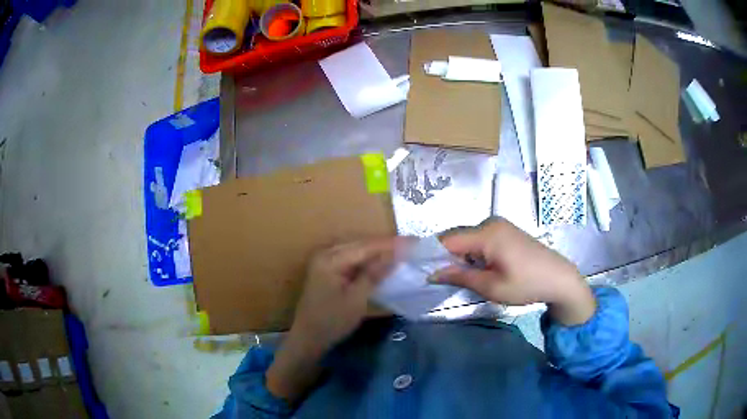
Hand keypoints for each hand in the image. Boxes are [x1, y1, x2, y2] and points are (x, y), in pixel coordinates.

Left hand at [266, 237, 406, 402]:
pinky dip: (367, 260)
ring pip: (356, 251)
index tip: (415, 242)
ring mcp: (324, 262)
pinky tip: (381, 262)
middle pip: (360, 245)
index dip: (391, 244)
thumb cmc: (332, 321)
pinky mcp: (326, 271)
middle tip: (411, 245)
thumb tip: (394, 254)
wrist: (308, 338)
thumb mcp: (356, 299)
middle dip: (386, 245)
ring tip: (401, 250)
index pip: (366, 247)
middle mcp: (325, 254)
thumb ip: (374, 274)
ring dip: (377, 251)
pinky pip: (351, 259)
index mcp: (330, 259)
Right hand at [434, 218, 594, 325]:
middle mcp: (491, 223)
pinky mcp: (505, 231)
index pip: (448, 240)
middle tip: (441, 279)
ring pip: (467, 238)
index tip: (421, 271)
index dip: (431, 255)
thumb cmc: (527, 284)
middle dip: (446, 257)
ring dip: (460, 256)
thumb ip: (460, 276)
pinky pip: (480, 239)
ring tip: (460, 277)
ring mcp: (499, 225)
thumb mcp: (492, 287)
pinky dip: (473, 253)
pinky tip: (478, 269)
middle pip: (456, 237)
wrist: (560, 278)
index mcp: (487, 233)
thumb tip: (432, 273)